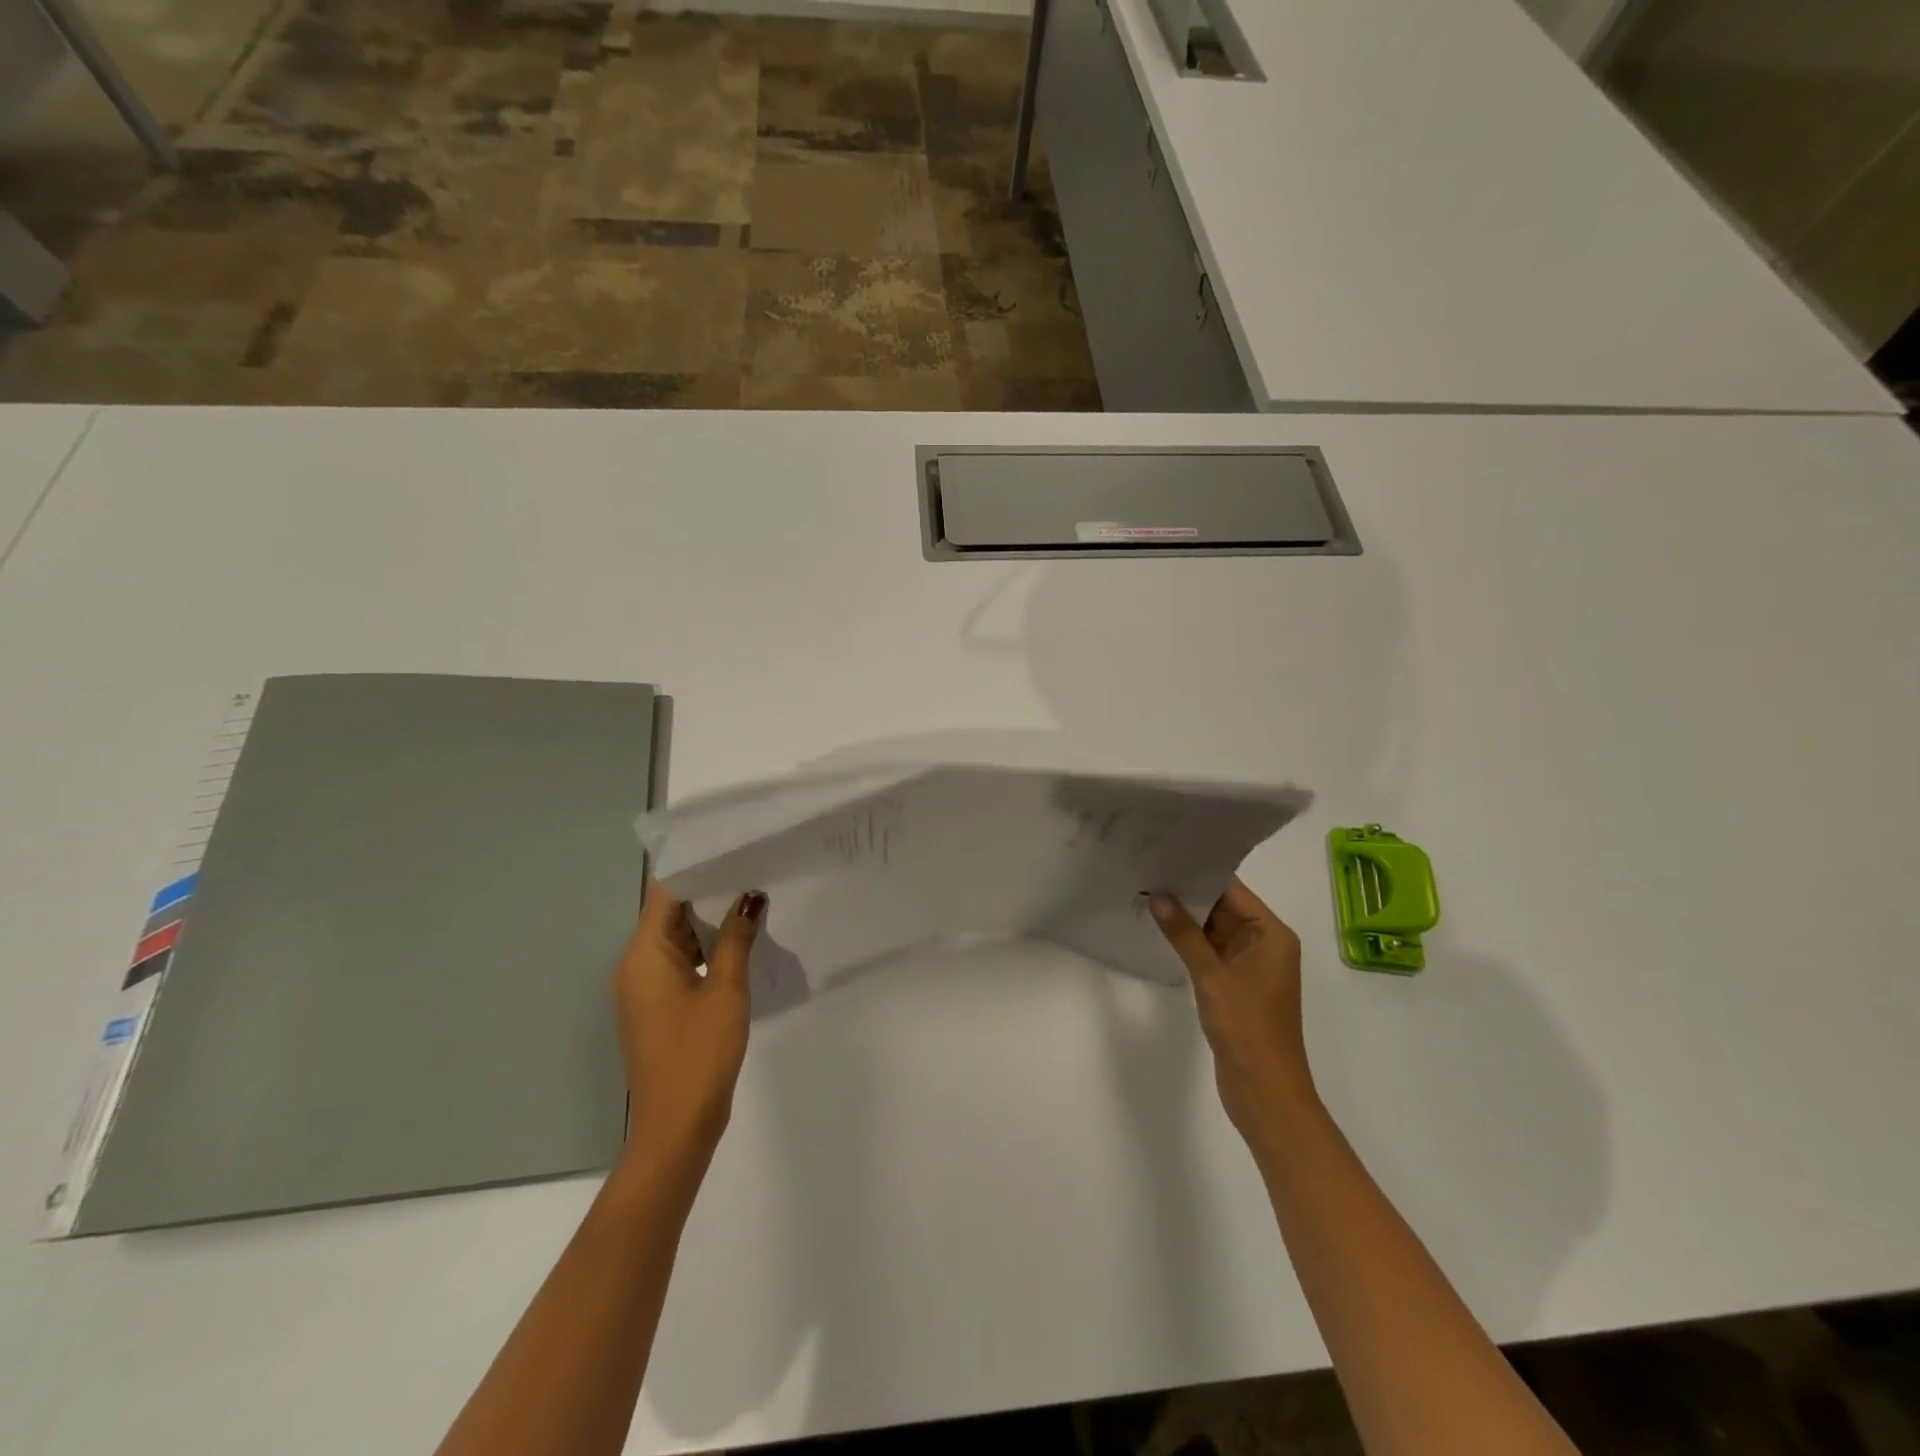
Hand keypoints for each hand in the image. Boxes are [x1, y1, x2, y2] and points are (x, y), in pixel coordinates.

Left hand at [613, 883, 765, 1172]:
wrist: (677, 1126)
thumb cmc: (699, 1052)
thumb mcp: (726, 989)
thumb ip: (737, 938)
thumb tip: (750, 896)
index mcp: (644, 956)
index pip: (665, 894)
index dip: (697, 870)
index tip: (733, 851)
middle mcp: (636, 967)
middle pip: (669, 915)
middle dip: (709, 894)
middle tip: (752, 871)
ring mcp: (645, 990)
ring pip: (677, 940)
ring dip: (710, 924)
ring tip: (752, 900)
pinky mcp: (658, 1008)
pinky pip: (680, 964)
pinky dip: (706, 951)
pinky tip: (740, 944)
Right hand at [1152, 878, 1317, 1140]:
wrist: (1265, 1092)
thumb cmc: (1247, 1028)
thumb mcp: (1212, 976)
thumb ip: (1184, 934)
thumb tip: (1158, 896)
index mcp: (1271, 934)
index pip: (1232, 889)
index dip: (1199, 872)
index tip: (1165, 855)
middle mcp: (1264, 943)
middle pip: (1223, 906)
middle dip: (1187, 893)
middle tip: (1148, 871)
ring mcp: (1250, 965)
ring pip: (1214, 929)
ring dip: (1185, 918)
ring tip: (1147, 893)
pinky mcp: (1236, 984)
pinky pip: (1210, 951)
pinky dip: (1189, 942)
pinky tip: (1160, 930)